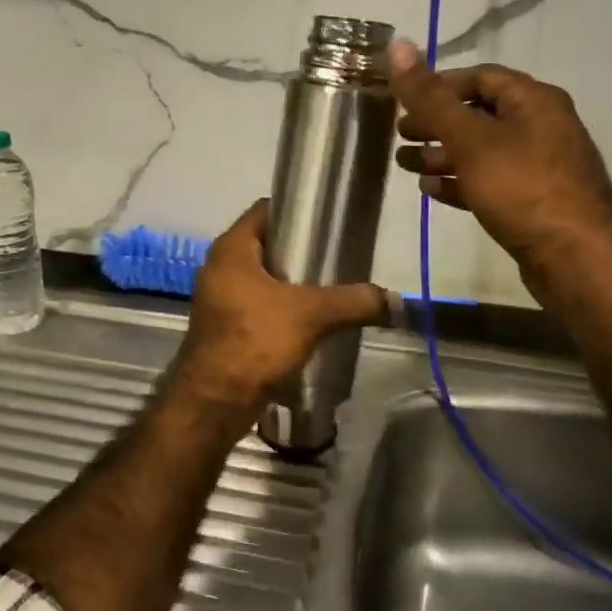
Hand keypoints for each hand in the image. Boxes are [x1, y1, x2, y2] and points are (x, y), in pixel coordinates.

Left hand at [175, 200, 388, 424]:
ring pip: (262, 278)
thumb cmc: (256, 340)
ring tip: (329, 290)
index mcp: (231, 248)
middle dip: (299, 251)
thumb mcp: (312, 315)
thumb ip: (354, 302)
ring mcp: (219, 298)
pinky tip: (309, 322)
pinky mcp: (224, 326)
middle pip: (266, 244)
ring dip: (291, 283)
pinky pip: (257, 305)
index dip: (296, 209)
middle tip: (336, 257)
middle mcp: (219, 267)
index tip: (328, 220)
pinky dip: (281, 308)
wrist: (215, 401)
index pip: (264, 210)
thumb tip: (396, 302)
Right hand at [388, 40, 611, 261]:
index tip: (404, 100)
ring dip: (442, 154)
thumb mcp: (469, 138)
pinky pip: (490, 181)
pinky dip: (460, 181)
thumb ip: (430, 97)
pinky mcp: (533, 201)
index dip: (439, 84)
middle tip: (400, 134)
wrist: (576, 257)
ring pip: (481, 150)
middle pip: (479, 114)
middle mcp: (541, 126)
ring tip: (406, 165)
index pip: (480, 77)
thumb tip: (398, 45)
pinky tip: (431, 191)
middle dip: (436, 123)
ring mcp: (539, 166)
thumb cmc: (521, 186)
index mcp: (533, 100)